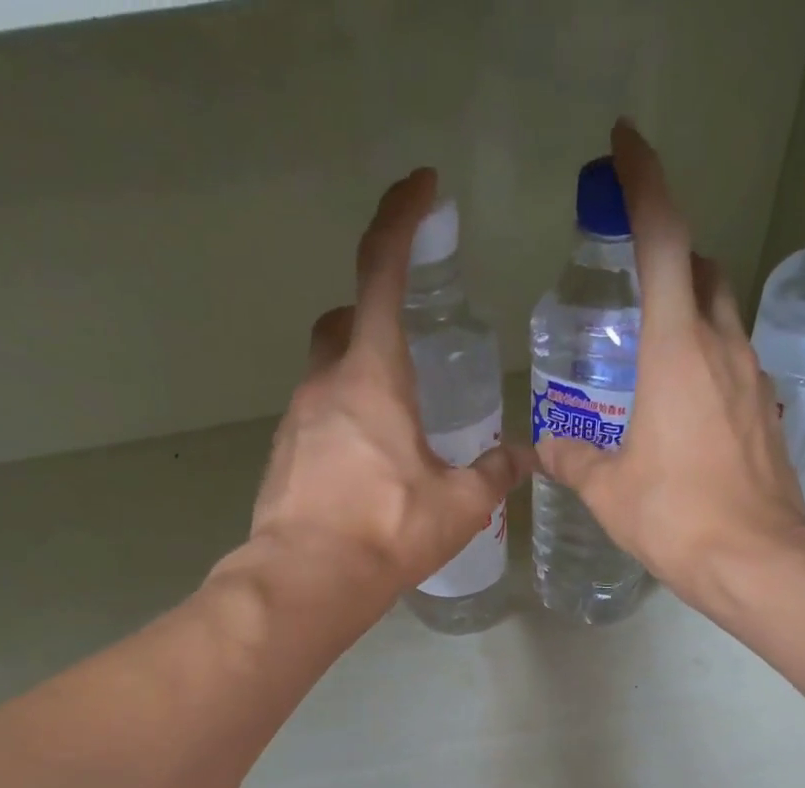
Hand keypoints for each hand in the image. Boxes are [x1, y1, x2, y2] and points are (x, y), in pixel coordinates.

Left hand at [249, 168, 530, 602]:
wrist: (306, 582)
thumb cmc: (387, 531)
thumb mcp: (459, 505)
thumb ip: (493, 474)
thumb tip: (523, 458)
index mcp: (372, 376)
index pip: (382, 271)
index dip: (401, 219)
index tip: (422, 188)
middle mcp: (325, 385)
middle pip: (343, 322)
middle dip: (372, 316)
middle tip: (408, 345)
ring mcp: (295, 422)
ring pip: (325, 376)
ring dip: (357, 382)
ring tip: (396, 429)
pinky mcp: (281, 460)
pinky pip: (313, 424)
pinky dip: (340, 428)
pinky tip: (365, 471)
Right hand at [533, 122, 804, 613]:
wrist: (756, 560)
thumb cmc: (677, 517)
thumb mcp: (609, 491)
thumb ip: (574, 460)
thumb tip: (545, 449)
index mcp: (677, 350)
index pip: (665, 240)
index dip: (644, 184)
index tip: (624, 147)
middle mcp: (722, 347)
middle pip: (703, 268)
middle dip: (671, 251)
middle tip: (632, 271)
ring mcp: (752, 378)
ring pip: (722, 314)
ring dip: (690, 307)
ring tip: (648, 345)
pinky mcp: (766, 410)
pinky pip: (732, 361)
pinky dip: (705, 357)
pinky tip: (680, 400)